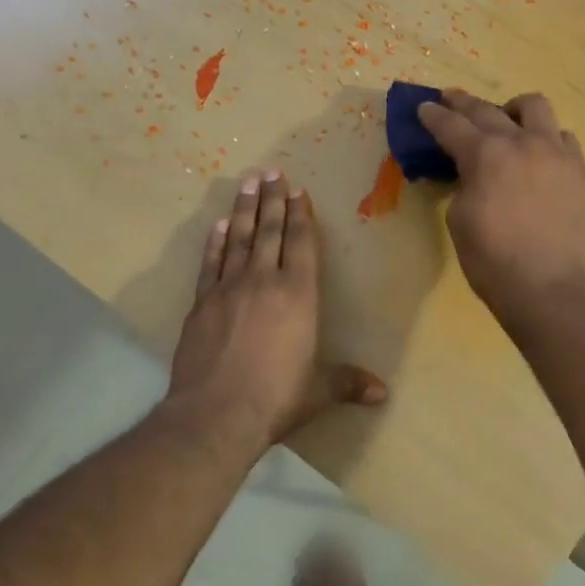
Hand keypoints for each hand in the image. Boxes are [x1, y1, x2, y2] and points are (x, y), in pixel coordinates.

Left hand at [169, 169, 386, 448]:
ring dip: (244, 209)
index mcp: (298, 295)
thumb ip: (349, 383)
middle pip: (269, 231)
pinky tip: (218, 225)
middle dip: (272, 200)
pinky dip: (215, 242)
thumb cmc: (277, 397)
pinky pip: (211, 263)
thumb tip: (383, 394)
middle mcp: (264, 281)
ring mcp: (228, 289)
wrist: (215, 414)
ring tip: (247, 183)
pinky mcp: (201, 304)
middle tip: (271, 171)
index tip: (297, 189)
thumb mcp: (319, 391)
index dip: (300, 214)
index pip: (300, 243)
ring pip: (239, 239)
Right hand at [416, 90, 584, 321]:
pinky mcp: (579, 170)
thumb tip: (474, 174)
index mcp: (485, 155)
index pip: (452, 125)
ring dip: (513, 109)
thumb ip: (464, 184)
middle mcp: (522, 142)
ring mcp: (556, 153)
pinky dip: (546, 138)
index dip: (433, 116)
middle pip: (488, 109)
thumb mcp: (459, 219)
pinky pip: (563, 138)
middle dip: (463, 103)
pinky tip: (539, 154)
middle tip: (450, 100)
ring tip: (506, 122)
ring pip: (535, 107)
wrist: (548, 287)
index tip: (423, 108)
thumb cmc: (492, 260)